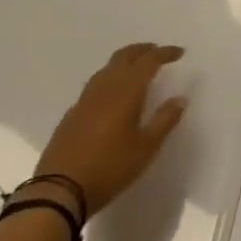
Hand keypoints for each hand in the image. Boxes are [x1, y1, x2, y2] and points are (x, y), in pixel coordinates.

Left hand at [34, 43, 187, 217]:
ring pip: (107, 68)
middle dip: (143, 50)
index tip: (180, 52)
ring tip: (137, 69)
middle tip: (157, 52)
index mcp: (126, 91)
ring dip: (125, 61)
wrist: (59, 190)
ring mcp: (85, 99)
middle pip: (124, 56)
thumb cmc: (110, 168)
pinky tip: (112, 96)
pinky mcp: (72, 113)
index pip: (148, 61)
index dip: (165, 53)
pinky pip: (95, 85)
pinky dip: (110, 79)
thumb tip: (181, 98)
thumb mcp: (146, 148)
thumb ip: (165, 120)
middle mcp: (105, 87)